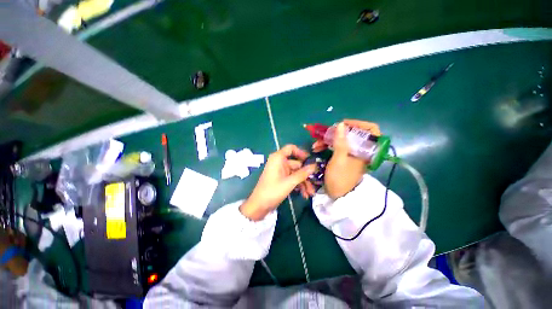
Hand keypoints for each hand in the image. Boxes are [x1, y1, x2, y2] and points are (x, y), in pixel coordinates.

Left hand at [240, 145, 316, 220]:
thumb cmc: (272, 191)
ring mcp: (280, 171)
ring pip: (296, 173)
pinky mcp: (281, 179)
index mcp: (278, 158)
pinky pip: (292, 179)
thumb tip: (315, 166)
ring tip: (310, 193)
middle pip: (296, 164)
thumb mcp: (289, 182)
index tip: (310, 160)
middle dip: (306, 175)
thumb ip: (302, 174)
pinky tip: (304, 195)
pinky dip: (298, 185)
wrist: (259, 206)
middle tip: (315, 184)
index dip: (301, 152)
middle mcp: (279, 162)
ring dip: (304, 183)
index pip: (291, 148)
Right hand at [313, 119, 380, 198]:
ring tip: (316, 144)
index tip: (344, 124)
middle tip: (325, 134)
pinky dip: (327, 146)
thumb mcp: (339, 159)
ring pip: (342, 140)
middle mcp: (360, 150)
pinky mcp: (343, 157)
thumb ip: (340, 142)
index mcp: (366, 150)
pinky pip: (336, 147)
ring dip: (328, 140)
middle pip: (352, 134)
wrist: (337, 194)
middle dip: (337, 133)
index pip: (371, 130)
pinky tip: (317, 148)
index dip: (359, 124)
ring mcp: (351, 153)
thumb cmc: (340, 177)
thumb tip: (341, 124)